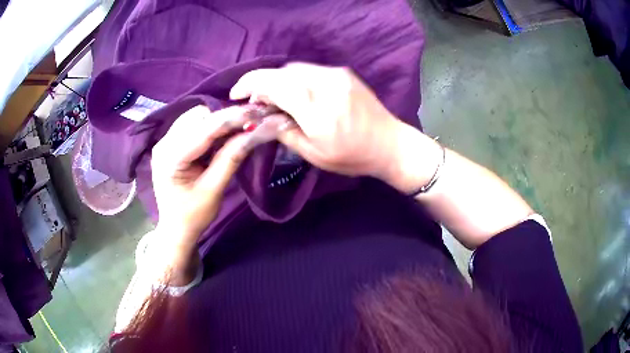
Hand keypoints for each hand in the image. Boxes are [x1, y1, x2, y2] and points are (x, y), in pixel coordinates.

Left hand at [151, 105, 252, 250]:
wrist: (176, 228)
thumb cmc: (193, 216)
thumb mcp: (213, 190)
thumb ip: (230, 159)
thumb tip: (253, 134)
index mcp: (170, 158)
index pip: (204, 130)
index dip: (232, 119)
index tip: (257, 113)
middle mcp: (164, 143)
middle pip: (198, 117)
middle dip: (225, 118)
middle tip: (250, 124)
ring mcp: (165, 141)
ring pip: (196, 117)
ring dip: (217, 121)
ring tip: (237, 131)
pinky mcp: (169, 143)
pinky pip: (192, 125)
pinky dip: (209, 127)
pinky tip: (221, 137)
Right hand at [230, 63, 409, 183]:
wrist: (390, 144)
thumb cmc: (352, 156)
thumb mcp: (313, 153)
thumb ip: (283, 131)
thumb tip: (261, 118)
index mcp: (315, 107)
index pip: (273, 84)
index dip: (249, 86)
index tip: (236, 95)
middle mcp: (324, 82)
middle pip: (281, 72)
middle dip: (261, 82)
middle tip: (253, 100)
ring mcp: (336, 74)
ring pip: (294, 68)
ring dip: (278, 79)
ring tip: (272, 98)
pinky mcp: (343, 73)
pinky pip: (310, 70)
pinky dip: (295, 78)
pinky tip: (294, 93)